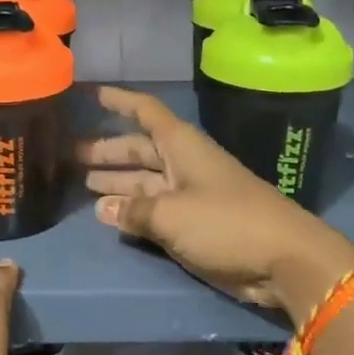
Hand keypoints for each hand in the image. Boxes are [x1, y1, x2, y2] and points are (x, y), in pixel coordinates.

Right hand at [78, 86, 353, 315]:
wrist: (283, 259)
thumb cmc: (226, 223)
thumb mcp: (171, 214)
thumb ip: (134, 210)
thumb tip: (103, 208)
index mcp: (183, 146)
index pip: (145, 112)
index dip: (119, 101)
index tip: (91, 94)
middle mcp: (184, 164)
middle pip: (139, 149)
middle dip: (107, 150)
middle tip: (69, 155)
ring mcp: (190, 195)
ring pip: (145, 180)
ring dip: (116, 181)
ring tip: (81, 183)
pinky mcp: (195, 224)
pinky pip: (155, 209)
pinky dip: (132, 209)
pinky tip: (109, 214)